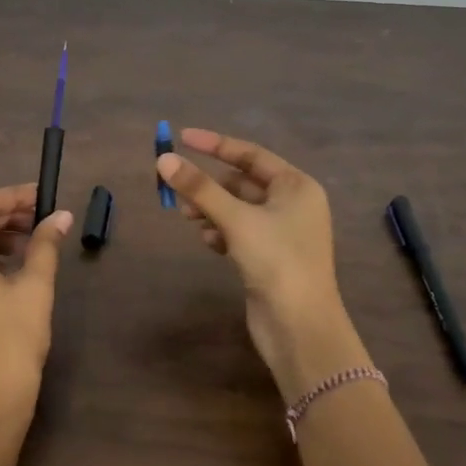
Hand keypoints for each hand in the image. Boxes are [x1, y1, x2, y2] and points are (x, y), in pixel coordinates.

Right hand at [157, 129, 367, 397]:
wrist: (300, 328)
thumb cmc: (277, 261)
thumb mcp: (236, 219)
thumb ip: (199, 188)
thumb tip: (164, 160)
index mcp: (297, 186)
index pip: (250, 154)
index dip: (215, 145)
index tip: (182, 137)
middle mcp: (293, 205)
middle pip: (241, 182)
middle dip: (209, 185)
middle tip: (176, 189)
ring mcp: (282, 233)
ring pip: (237, 209)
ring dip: (211, 209)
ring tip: (187, 216)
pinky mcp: (270, 258)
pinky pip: (239, 232)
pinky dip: (221, 231)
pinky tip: (208, 241)